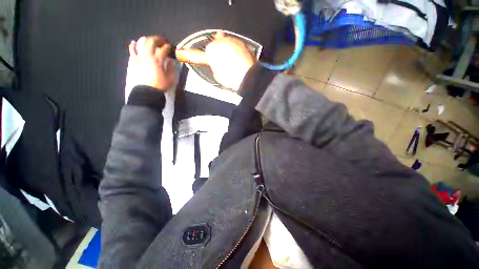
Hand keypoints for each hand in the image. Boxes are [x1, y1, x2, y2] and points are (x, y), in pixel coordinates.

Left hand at [125, 36, 176, 91]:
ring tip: (151, 40)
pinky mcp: (134, 61)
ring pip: (141, 43)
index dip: (168, 47)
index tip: (170, 47)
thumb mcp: (170, 79)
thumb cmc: (160, 85)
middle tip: (162, 40)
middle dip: (158, 39)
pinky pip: (132, 50)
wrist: (146, 91)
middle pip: (152, 42)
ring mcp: (139, 57)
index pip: (163, 49)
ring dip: (147, 40)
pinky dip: (133, 45)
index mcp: (158, 60)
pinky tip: (134, 42)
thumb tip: (171, 61)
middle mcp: (148, 55)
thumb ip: (171, 69)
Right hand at [204, 32, 254, 90]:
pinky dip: (236, 49)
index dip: (205, 56)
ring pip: (226, 41)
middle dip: (217, 49)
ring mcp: (232, 40)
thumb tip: (216, 66)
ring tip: (231, 60)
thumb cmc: (231, 78)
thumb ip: (214, 68)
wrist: (247, 77)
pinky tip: (239, 58)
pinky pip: (236, 44)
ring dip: (227, 47)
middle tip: (221, 59)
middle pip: (216, 41)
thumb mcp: (217, 76)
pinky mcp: (242, 43)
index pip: (204, 51)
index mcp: (211, 50)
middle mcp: (221, 41)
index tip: (204, 59)